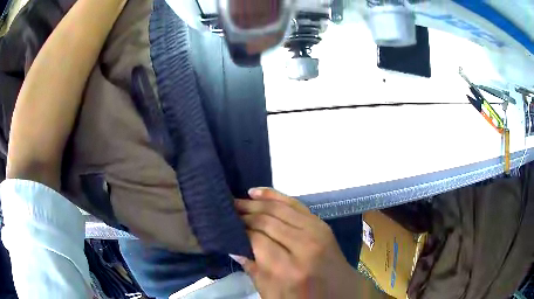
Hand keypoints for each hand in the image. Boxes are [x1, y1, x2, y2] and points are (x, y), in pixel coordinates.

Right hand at [233, 188, 368, 298]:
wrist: (341, 292)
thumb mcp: (272, 293)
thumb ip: (252, 269)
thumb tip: (233, 246)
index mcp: (288, 269)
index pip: (256, 239)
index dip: (238, 231)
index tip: (225, 226)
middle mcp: (303, 245)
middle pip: (266, 221)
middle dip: (244, 214)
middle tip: (227, 210)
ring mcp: (316, 231)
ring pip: (278, 208)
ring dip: (255, 203)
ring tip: (237, 201)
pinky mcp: (321, 224)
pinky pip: (294, 203)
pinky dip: (274, 195)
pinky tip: (256, 192)